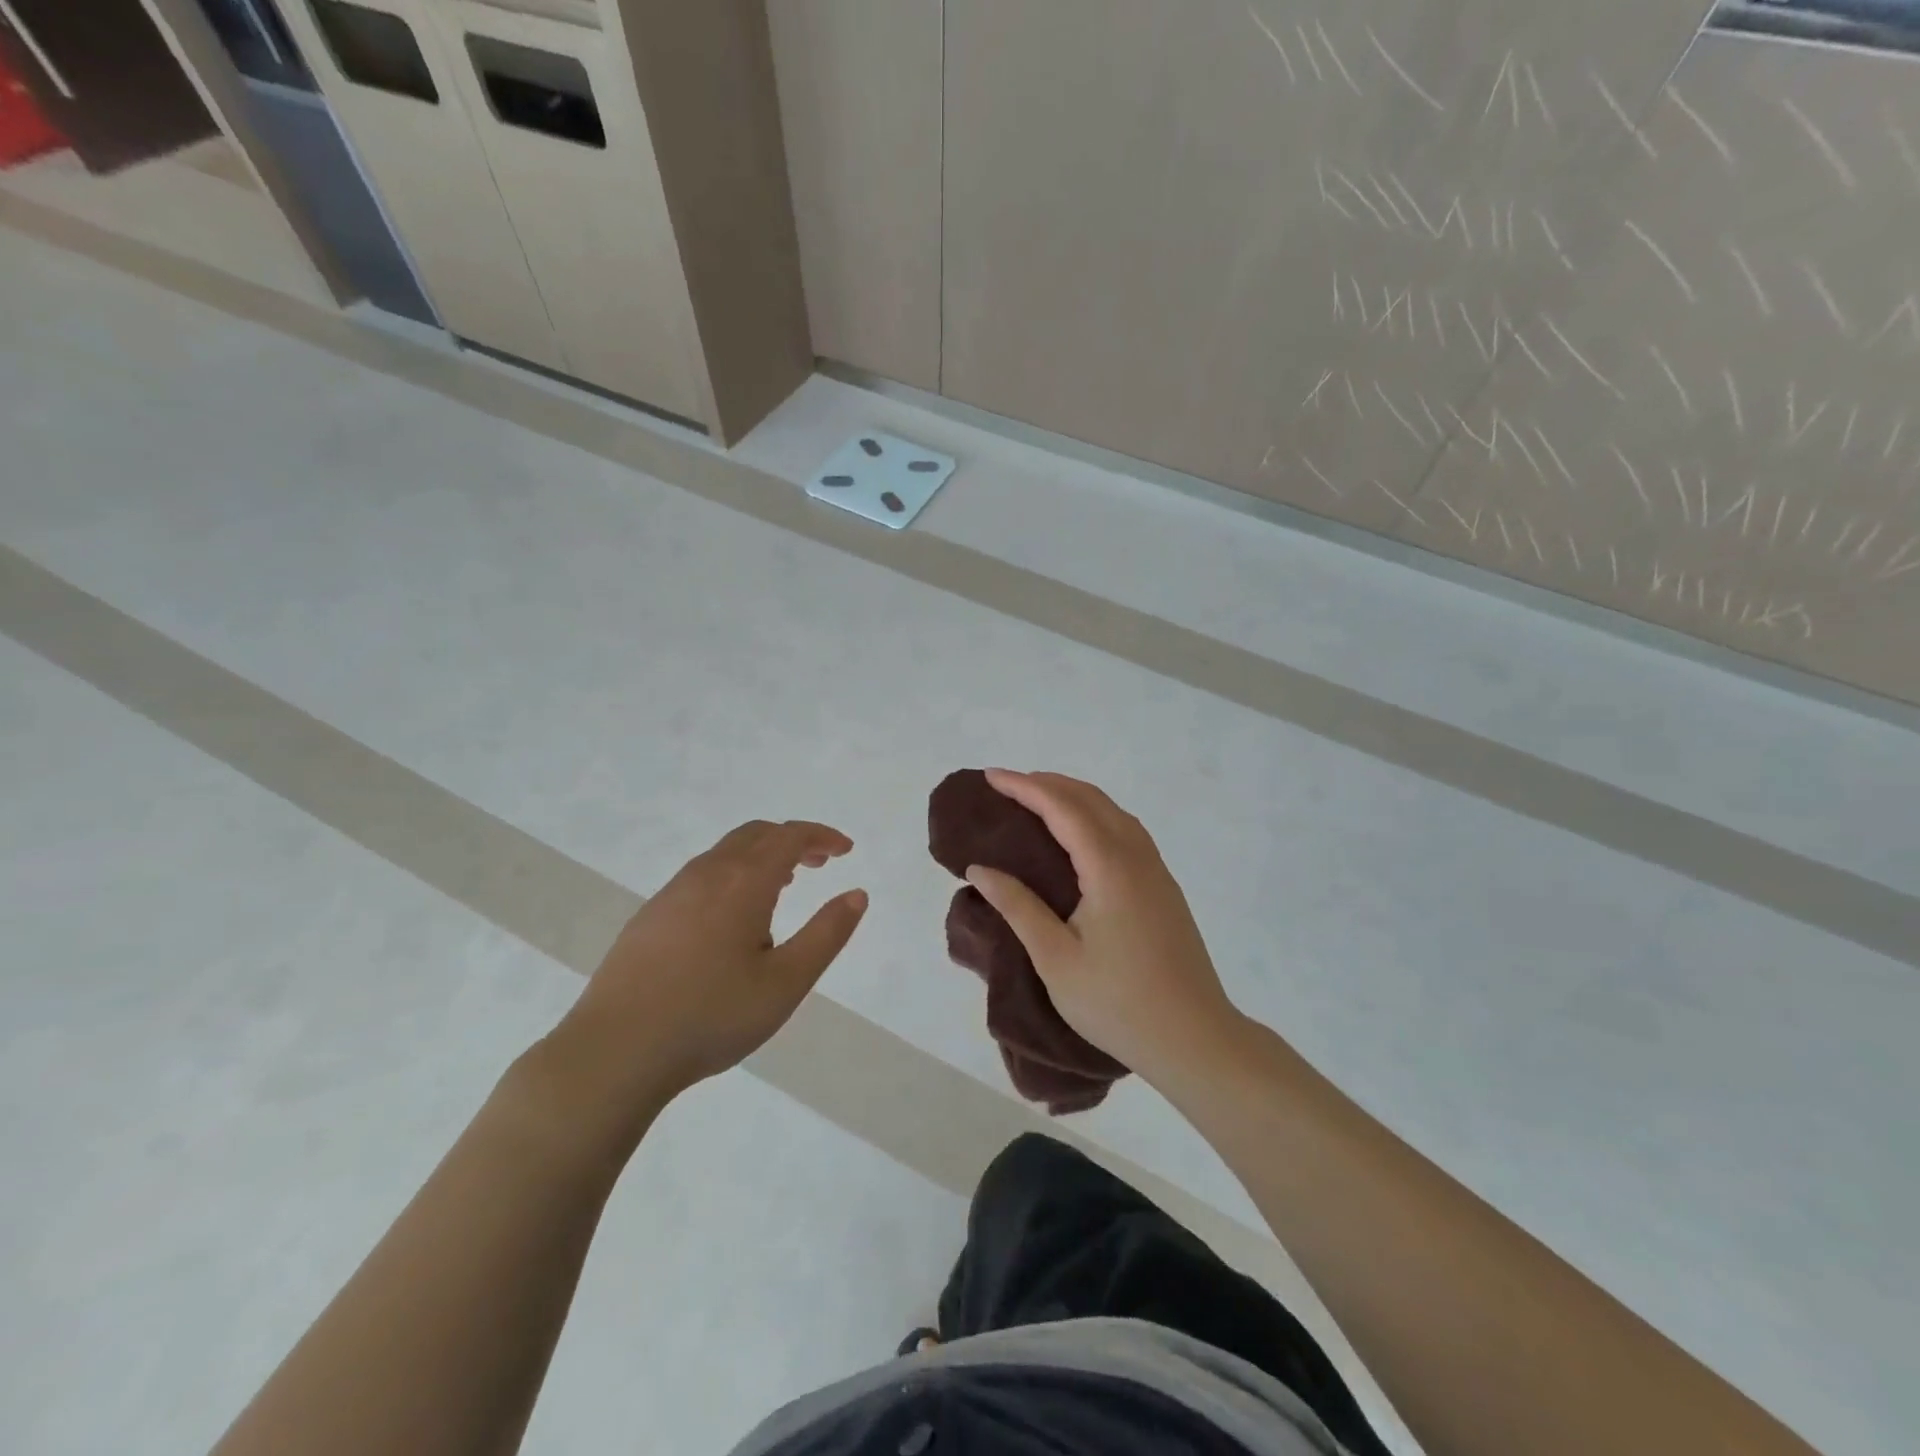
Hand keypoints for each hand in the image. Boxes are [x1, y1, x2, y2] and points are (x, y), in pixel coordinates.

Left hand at [542, 821, 867, 1129]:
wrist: (615, 1052)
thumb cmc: (711, 1016)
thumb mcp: (786, 983)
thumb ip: (826, 934)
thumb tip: (857, 894)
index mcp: (743, 883)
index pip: (789, 836)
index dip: (821, 836)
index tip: (845, 850)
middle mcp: (706, 874)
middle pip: (756, 834)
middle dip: (792, 840)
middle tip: (820, 863)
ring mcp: (672, 893)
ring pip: (725, 853)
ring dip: (761, 856)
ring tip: (784, 886)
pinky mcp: (650, 916)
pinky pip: (702, 875)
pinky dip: (733, 874)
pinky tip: (734, 917)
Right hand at [964, 770, 1243, 1085]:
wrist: (1195, 1039)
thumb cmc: (1118, 1003)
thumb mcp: (1056, 958)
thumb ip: (1018, 906)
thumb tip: (979, 868)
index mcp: (1110, 868)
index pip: (1062, 808)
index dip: (1024, 787)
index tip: (990, 777)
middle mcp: (1137, 857)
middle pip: (1091, 800)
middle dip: (1048, 784)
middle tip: (1007, 787)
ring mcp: (1156, 871)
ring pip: (1113, 812)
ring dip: (1074, 797)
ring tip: (1037, 803)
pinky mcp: (1163, 889)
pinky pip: (1126, 831)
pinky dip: (1095, 817)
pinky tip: (1079, 837)